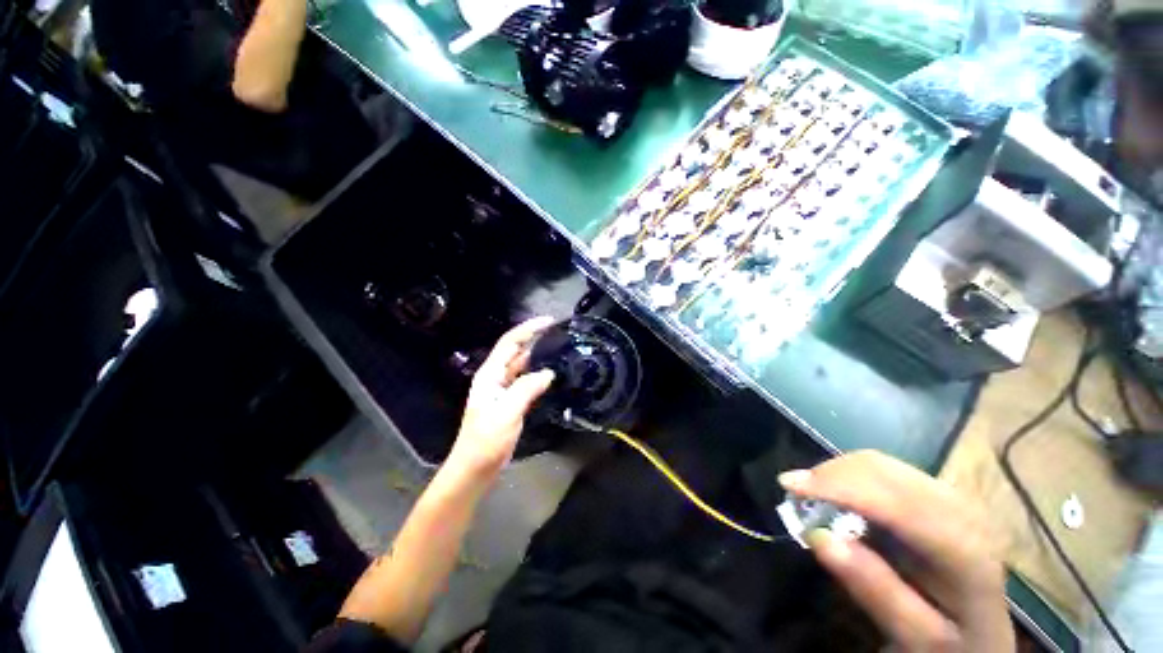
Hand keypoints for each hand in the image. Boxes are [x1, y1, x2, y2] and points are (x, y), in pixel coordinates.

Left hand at [447, 317, 556, 479]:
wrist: (474, 469)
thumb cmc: (486, 441)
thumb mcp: (507, 412)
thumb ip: (526, 389)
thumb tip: (548, 372)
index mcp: (490, 374)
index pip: (510, 342)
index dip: (529, 329)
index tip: (549, 321)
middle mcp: (495, 377)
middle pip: (515, 350)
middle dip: (534, 337)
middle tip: (558, 331)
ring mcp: (502, 389)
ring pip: (521, 364)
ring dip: (537, 353)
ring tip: (558, 347)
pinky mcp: (509, 401)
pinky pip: (525, 380)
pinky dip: (537, 372)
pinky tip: (550, 373)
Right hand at [780, 451, 1013, 652]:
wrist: (985, 637)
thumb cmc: (952, 645)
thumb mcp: (917, 637)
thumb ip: (875, 591)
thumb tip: (818, 537)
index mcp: (965, 549)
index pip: (894, 501)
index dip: (838, 486)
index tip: (788, 484)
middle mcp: (962, 510)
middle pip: (884, 470)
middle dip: (831, 474)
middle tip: (793, 491)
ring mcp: (951, 497)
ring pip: (880, 463)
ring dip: (837, 473)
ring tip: (811, 494)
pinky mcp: (936, 495)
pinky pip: (884, 471)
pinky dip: (850, 476)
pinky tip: (837, 496)